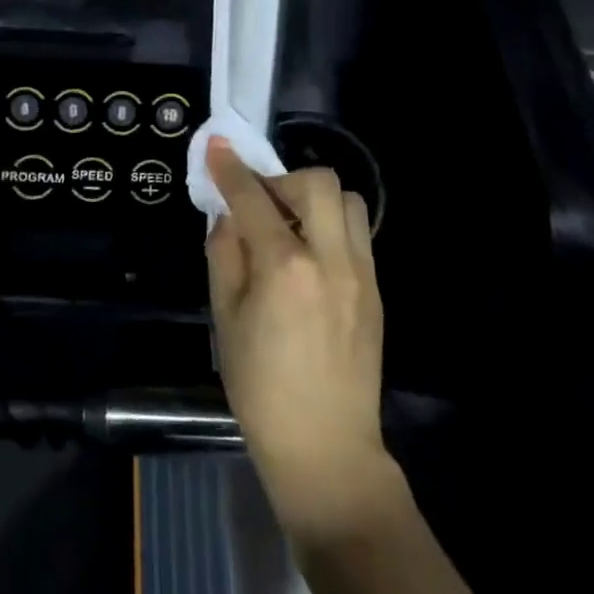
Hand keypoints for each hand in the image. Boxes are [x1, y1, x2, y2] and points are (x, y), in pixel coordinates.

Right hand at [206, 140, 395, 543]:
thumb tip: (228, 217)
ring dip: (313, 198)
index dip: (230, 168)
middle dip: (281, 179)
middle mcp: (331, 259)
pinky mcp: (376, 290)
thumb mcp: (225, 318)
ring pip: (347, 201)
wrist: (326, 446)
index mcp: (286, 268)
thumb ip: (224, 255)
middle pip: (317, 182)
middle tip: (259, 204)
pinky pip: (356, 233)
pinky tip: (309, 255)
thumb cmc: (261, 387)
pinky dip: (329, 224)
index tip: (216, 147)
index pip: (254, 198)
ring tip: (289, 226)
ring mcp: (362, 274)